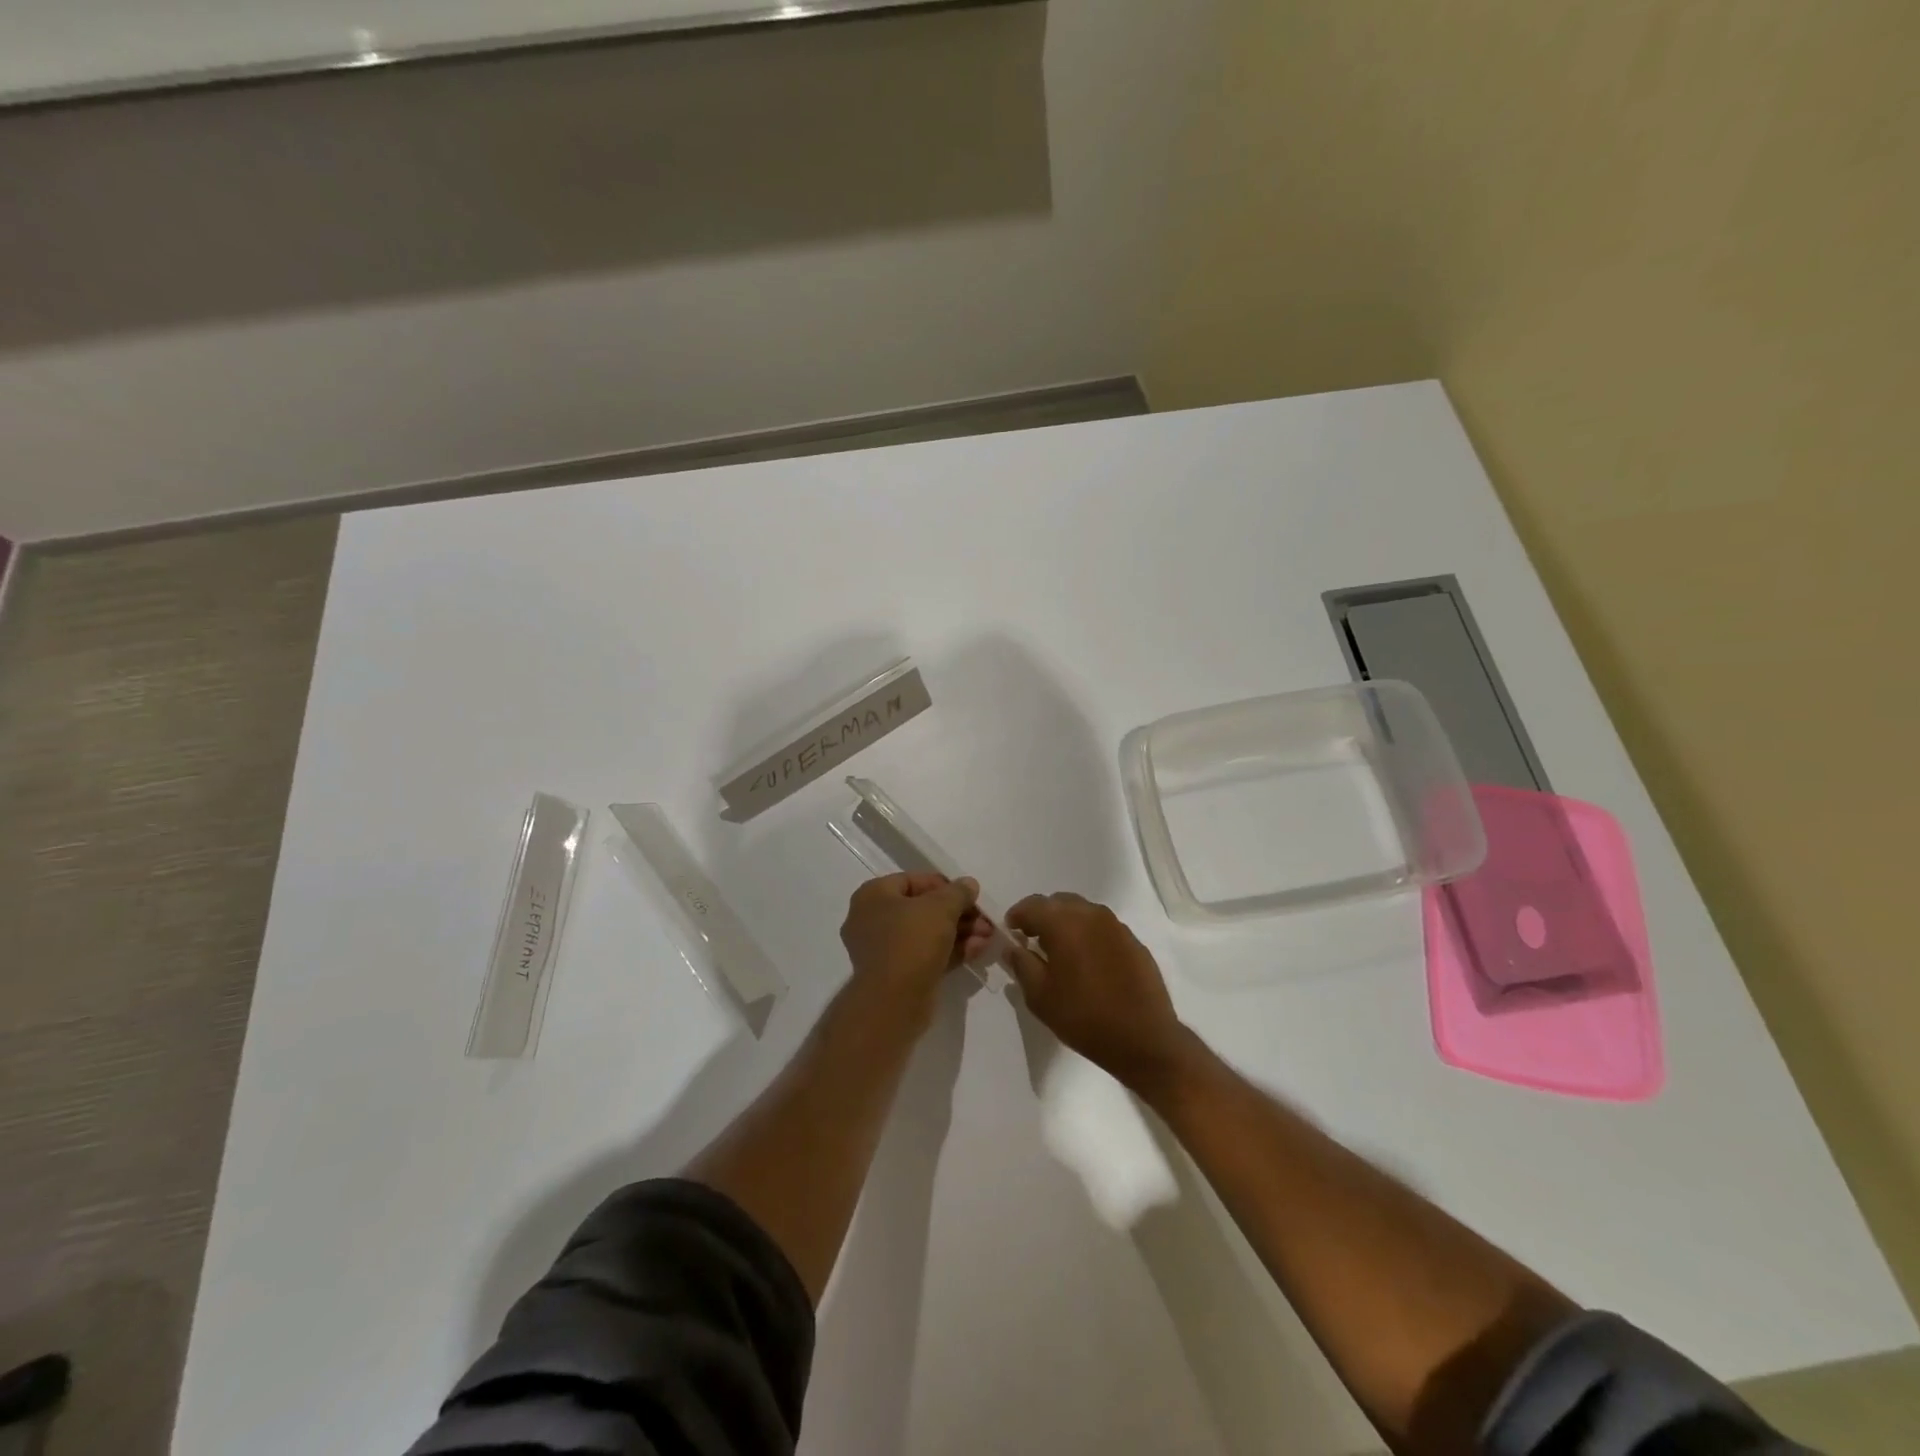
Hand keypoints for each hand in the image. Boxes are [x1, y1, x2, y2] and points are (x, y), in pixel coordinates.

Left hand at [840, 873, 991, 1024]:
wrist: (894, 1002)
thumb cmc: (911, 941)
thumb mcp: (941, 908)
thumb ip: (958, 892)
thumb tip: (969, 884)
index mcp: (873, 896)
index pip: (912, 880)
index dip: (944, 885)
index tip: (969, 894)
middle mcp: (873, 920)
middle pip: (922, 909)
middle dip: (958, 913)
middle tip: (985, 919)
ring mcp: (885, 950)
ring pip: (927, 934)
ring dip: (960, 932)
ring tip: (989, 936)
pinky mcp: (898, 975)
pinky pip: (927, 954)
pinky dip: (951, 951)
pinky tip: (979, 950)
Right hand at [1004, 893, 1191, 1091]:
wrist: (1144, 1039)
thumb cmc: (1084, 1017)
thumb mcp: (1040, 997)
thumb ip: (1021, 964)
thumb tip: (1011, 947)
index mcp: (1063, 923)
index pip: (1032, 905)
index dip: (1017, 916)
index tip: (1011, 933)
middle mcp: (1090, 914)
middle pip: (1058, 902)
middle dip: (1042, 916)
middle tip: (1033, 940)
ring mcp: (1116, 926)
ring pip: (1082, 911)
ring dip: (1066, 923)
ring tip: (1061, 951)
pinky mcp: (1133, 941)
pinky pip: (1103, 927)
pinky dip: (1088, 934)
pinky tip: (1088, 961)